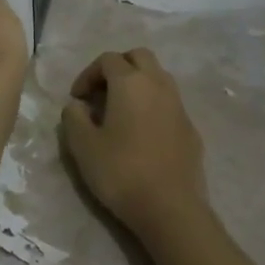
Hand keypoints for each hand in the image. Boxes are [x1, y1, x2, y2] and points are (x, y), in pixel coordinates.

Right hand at [60, 49, 207, 234]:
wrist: (170, 207)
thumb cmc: (121, 172)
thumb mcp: (83, 146)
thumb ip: (74, 117)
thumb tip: (78, 106)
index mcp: (130, 83)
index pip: (107, 59)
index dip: (87, 74)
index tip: (77, 99)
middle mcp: (158, 85)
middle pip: (139, 57)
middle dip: (117, 68)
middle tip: (101, 94)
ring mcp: (179, 106)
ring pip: (158, 77)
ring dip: (137, 84)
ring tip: (120, 112)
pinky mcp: (191, 128)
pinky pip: (169, 103)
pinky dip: (153, 106)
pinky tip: (142, 134)